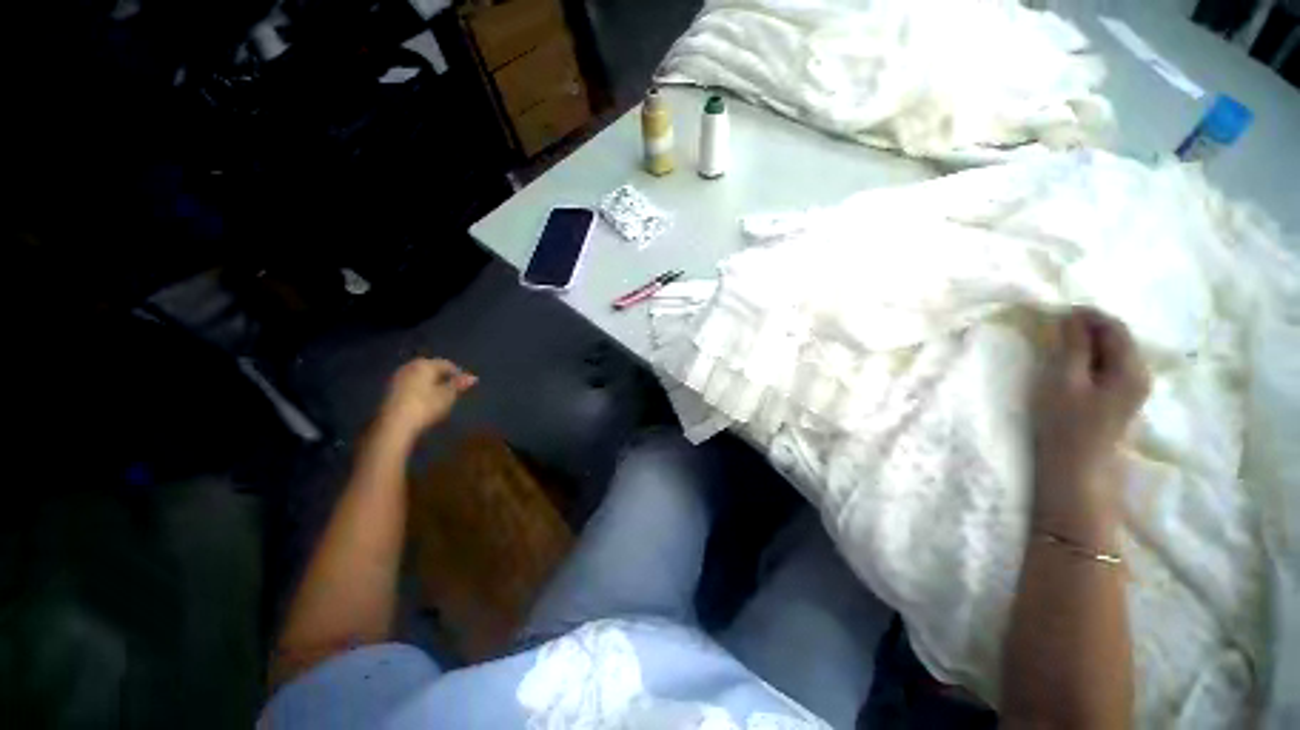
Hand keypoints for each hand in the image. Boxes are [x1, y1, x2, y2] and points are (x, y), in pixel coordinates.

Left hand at [378, 358, 476, 438]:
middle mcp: (410, 366)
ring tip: (439, 396)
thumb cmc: (426, 407)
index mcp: (425, 364)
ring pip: (419, 376)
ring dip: (430, 383)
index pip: (447, 364)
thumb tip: (473, 377)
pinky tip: (424, 400)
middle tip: (452, 390)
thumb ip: (459, 385)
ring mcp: (397, 378)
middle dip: (442, 377)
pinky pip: (410, 384)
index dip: (458, 374)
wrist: (395, 425)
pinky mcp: (390, 390)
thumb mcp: (448, 396)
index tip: (465, 386)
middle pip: (431, 368)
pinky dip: (419, 389)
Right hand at [1031, 308, 1148, 539]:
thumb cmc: (1066, 425)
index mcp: (1130, 368)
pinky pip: (1109, 366)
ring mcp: (1132, 389)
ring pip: (1113, 352)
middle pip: (1118, 337)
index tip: (1054, 311)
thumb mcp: (1063, 381)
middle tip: (1052, 326)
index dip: (1086, 314)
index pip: (1114, 326)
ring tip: (1058, 343)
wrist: (1076, 470)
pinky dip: (1090, 357)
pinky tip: (1071, 364)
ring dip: (1087, 342)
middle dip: (1087, 327)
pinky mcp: (1120, 400)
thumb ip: (1072, 346)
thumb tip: (1071, 317)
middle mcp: (1140, 374)